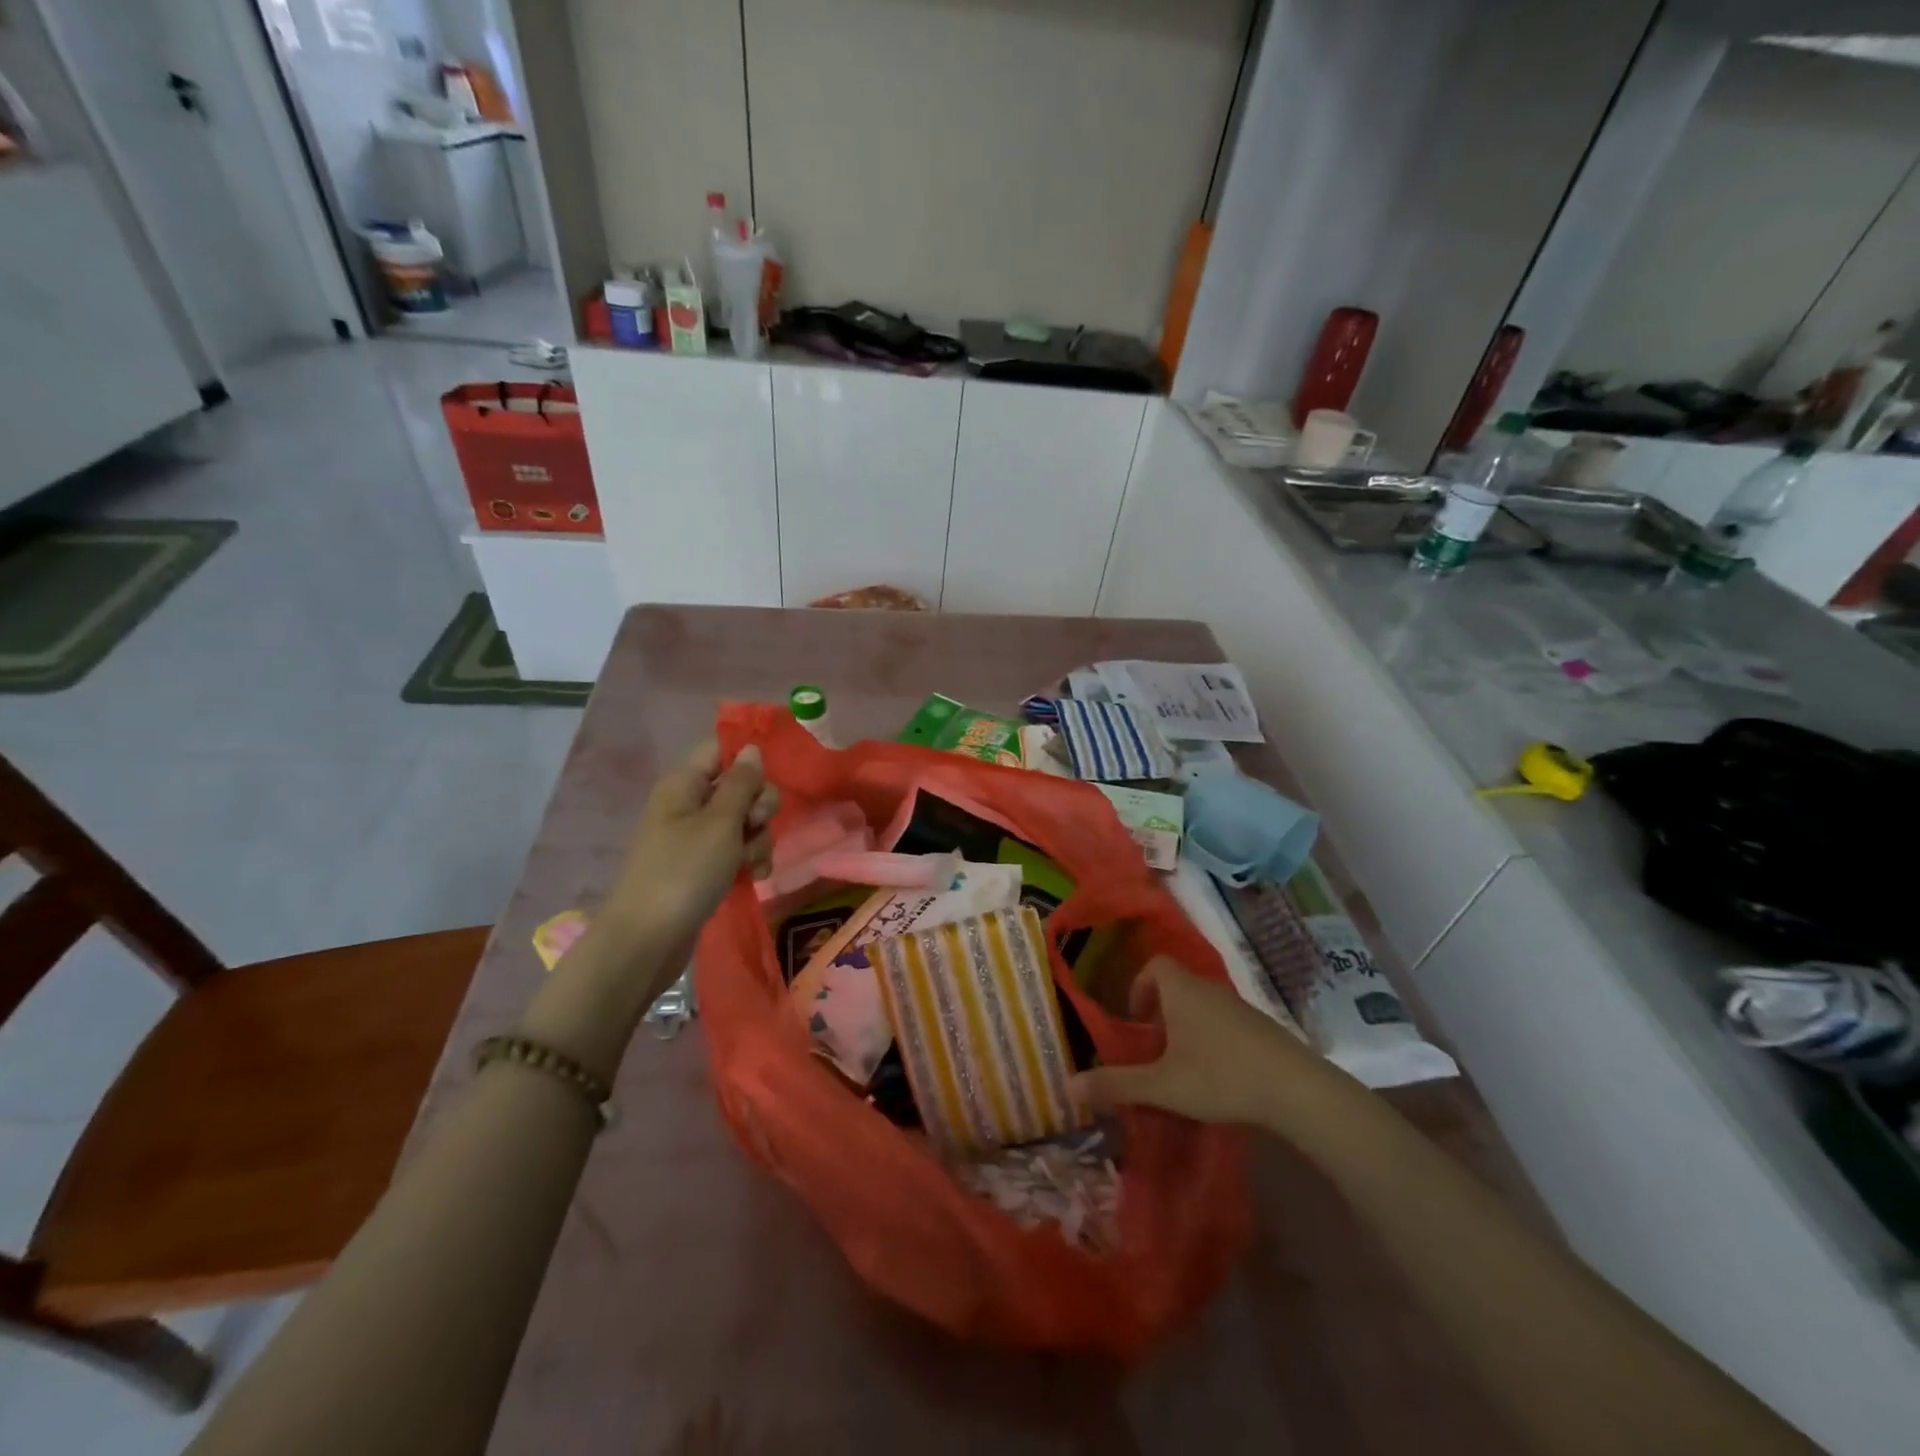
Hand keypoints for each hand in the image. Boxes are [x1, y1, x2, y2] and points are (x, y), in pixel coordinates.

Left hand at [605, 741, 776, 950]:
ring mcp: (694, 837)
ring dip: (758, 838)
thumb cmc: (684, 872)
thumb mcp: (720, 823)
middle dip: (759, 807)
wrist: (647, 940)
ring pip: (743, 821)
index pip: (721, 750)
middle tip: (754, 826)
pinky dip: (748, 859)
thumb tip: (751, 749)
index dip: (748, 761)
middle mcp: (688, 804)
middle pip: (739, 787)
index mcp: (684, 784)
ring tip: (753, 863)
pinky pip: (735, 850)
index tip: (764, 784)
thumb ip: (741, 784)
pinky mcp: (702, 866)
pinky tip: (755, 876)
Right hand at [1071, 956, 1342, 1128]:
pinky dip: (1213, 1038)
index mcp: (1182, 990)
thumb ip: (1116, 1084)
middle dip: (1161, 1012)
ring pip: (1202, 1004)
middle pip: (1178, 985)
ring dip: (1187, 1026)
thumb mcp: (1162, 1085)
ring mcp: (1239, 1006)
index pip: (1156, 965)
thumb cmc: (1221, 1077)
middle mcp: (1209, 988)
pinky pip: (1225, 1021)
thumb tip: (1069, 1085)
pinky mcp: (1261, 1028)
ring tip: (1182, 1066)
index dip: (1140, 986)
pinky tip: (1217, 1075)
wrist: (1296, 1089)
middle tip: (1154, 1049)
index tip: (1136, 1019)